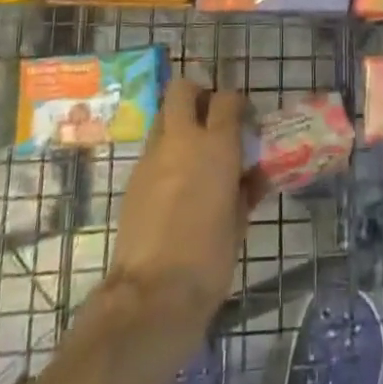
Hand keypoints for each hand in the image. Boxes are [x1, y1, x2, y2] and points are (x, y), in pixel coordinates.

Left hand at [105, 76, 260, 336]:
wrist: (153, 293)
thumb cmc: (210, 257)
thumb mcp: (239, 221)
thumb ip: (245, 189)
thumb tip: (250, 175)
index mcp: (216, 146)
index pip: (227, 99)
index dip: (236, 103)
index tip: (244, 118)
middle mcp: (181, 141)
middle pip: (182, 90)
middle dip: (196, 93)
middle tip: (210, 116)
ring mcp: (151, 158)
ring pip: (162, 118)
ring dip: (178, 123)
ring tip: (193, 152)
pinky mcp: (132, 180)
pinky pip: (152, 151)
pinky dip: (165, 156)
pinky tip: (176, 184)